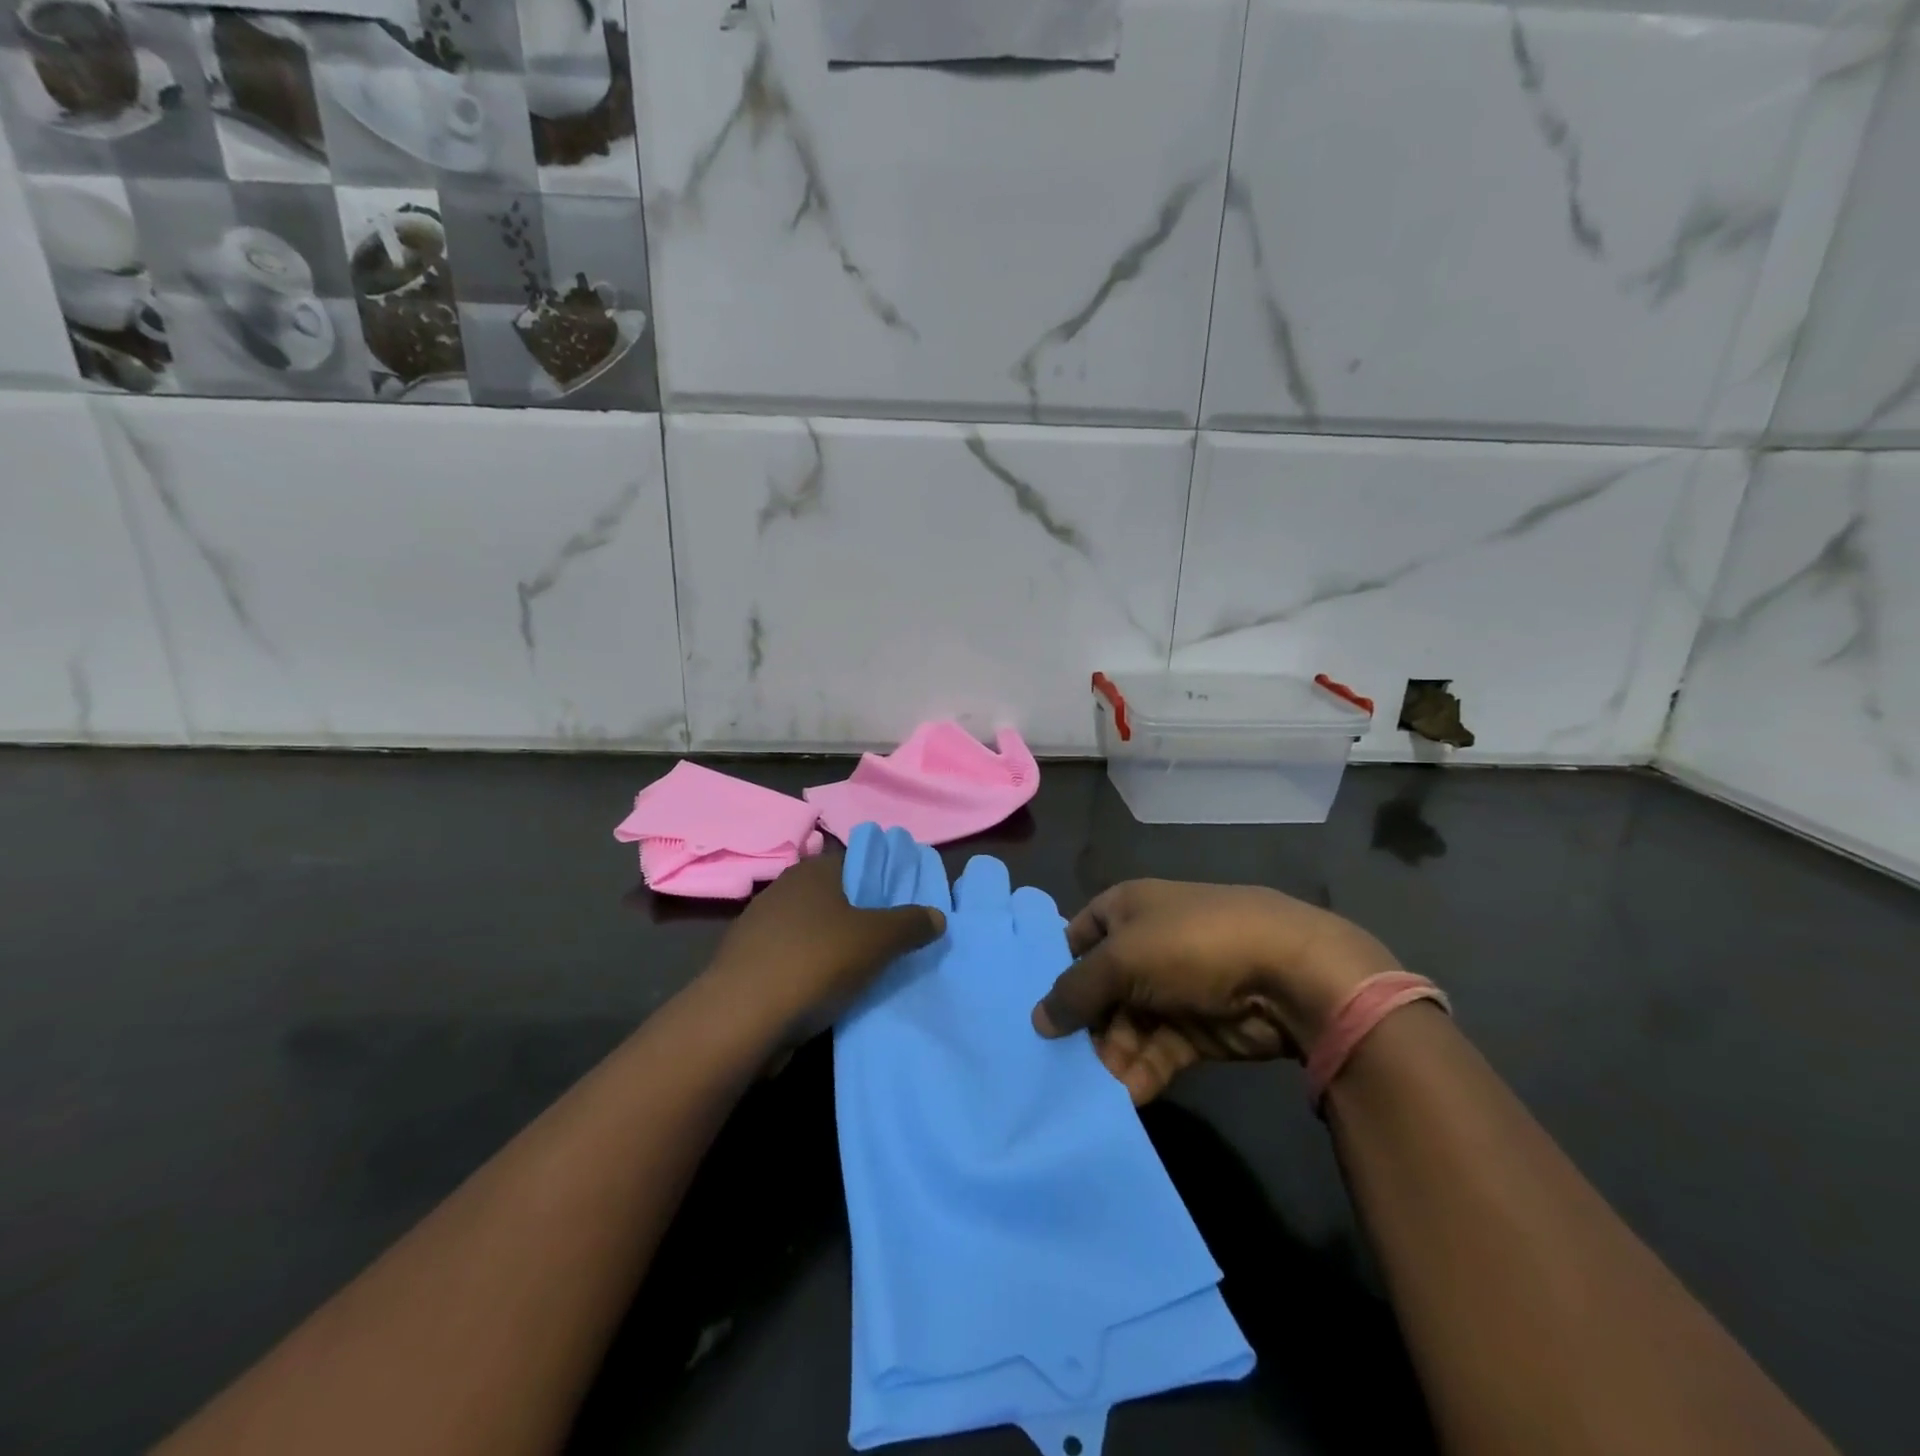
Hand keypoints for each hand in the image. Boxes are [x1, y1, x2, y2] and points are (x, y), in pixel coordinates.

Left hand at [705, 852, 944, 1045]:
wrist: (740, 1018)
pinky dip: (807, 972)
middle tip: (888, 941)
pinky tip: (823, 994)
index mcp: (812, 872)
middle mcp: (782, 890)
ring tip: (860, 972)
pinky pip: (789, 960)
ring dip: (831, 948)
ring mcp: (758, 928)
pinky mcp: (745, 964)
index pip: (855, 863)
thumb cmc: (815, 962)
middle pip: (833, 898)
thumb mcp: (878, 940)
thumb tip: (937, 915)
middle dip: (858, 917)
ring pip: (809, 931)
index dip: (881, 882)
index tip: (902, 906)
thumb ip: (911, 924)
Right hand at [1032, 880, 1401, 1103]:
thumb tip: (1038, 1020)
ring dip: (1107, 1057)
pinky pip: (1154, 1053)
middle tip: (1052, 1065)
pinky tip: (1119, 1100)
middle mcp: (1143, 947)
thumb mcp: (1122, 957)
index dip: (1053, 970)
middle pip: (1098, 990)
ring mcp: (1170, 990)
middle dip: (1080, 1026)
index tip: (1029, 1011)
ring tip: (1082, 1091)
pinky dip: (1137, 1074)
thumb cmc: (1191, 944)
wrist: (1290, 973)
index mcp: (1125, 910)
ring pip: (1124, 1027)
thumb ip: (1075, 989)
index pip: (1074, 938)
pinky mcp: (1195, 1031)